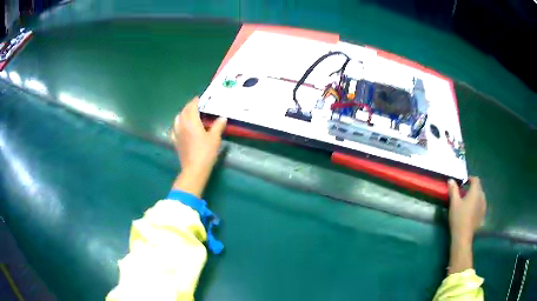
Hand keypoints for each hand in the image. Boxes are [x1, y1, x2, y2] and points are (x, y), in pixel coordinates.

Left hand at [172, 97, 226, 196]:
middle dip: (189, 106)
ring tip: (189, 114)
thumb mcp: (215, 138)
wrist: (194, 169)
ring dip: (183, 113)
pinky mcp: (176, 141)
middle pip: (184, 111)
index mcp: (192, 121)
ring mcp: (177, 133)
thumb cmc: (206, 152)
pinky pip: (175, 128)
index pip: (192, 107)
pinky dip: (178, 124)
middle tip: (196, 105)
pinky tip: (182, 127)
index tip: (199, 98)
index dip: (195, 101)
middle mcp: (182, 125)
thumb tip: (223, 117)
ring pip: (178, 119)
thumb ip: (218, 126)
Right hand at [448, 177, 486, 243]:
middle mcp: (482, 197)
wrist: (463, 237)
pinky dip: (477, 205)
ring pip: (480, 197)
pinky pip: (481, 206)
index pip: (476, 180)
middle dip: (472, 188)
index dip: (470, 179)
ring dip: (475, 197)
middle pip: (479, 188)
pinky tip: (471, 212)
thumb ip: (453, 190)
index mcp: (475, 192)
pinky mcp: (482, 216)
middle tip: (463, 193)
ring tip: (467, 203)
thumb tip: (451, 180)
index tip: (464, 183)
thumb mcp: (454, 203)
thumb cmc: (458, 218)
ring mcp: (483, 207)